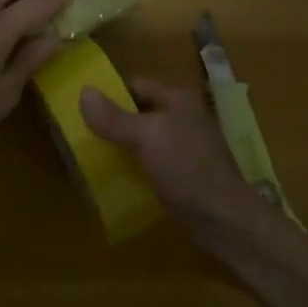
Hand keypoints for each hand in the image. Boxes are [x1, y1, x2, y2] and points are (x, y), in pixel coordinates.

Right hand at [79, 77, 270, 236]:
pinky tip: (117, 179)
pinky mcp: (185, 174)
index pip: (136, 84)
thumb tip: (83, 91)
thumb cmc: (187, 169)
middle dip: (113, 122)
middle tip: (82, 134)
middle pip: (140, 112)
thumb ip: (114, 118)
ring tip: (93, 157)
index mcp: (178, 98)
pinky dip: (135, 167)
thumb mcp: (146, 138)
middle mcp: (184, 116)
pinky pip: (152, 162)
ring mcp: (187, 146)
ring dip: (122, 146)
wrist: (226, 221)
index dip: (110, 93)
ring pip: (145, 139)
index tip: (81, 106)